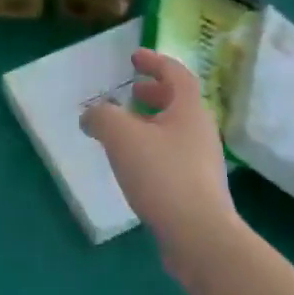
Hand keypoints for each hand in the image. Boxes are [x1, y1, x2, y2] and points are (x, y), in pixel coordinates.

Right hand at [80, 50, 239, 276]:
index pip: (176, 73)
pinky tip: (134, 166)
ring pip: (175, 131)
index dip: (155, 61)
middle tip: (131, 90)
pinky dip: (153, 149)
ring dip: (151, 122)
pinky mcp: (198, 190)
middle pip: (179, 102)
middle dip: (154, 92)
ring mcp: (203, 162)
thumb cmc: (163, 176)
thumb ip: (102, 117)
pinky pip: (173, 156)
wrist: (199, 237)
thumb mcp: (122, 137)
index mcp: (189, 110)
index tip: (134, 57)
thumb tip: (90, 115)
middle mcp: (201, 131)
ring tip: (125, 130)